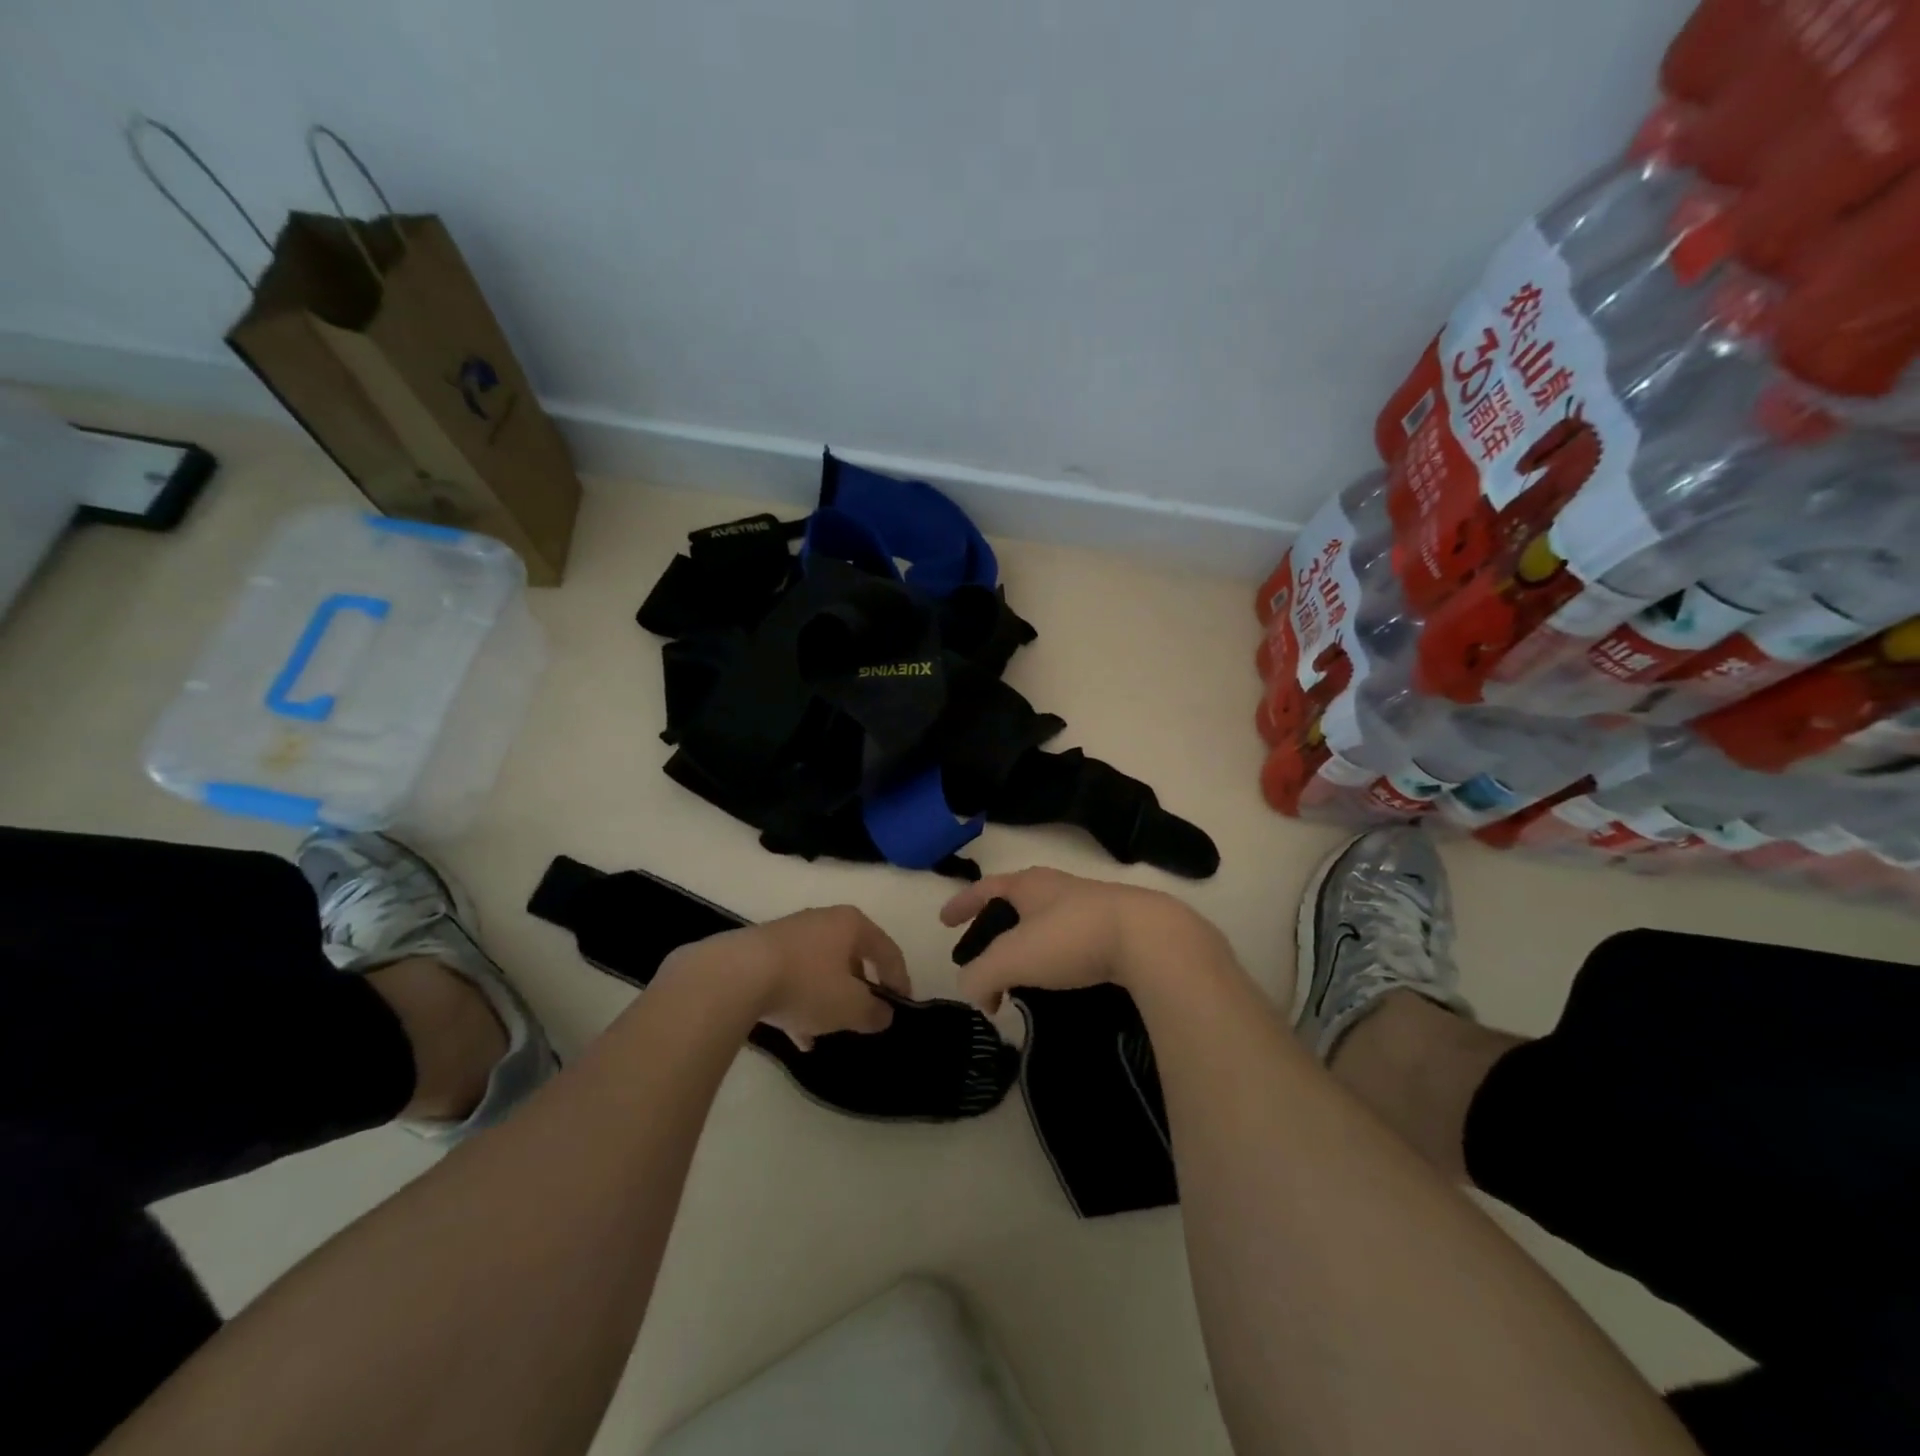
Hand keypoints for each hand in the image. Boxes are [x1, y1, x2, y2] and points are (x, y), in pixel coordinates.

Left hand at [663, 906, 909, 1050]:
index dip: (899, 980)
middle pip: (852, 957)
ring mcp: (790, 934)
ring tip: (828, 1032)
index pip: (887, 951)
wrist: (735, 975)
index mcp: (852, 924)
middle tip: (864, 1016)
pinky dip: (800, 1003)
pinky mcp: (762, 950)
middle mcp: (823, 920)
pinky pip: (792, 977)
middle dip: (859, 990)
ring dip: (827, 1000)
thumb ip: (873, 1012)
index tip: (902, 1006)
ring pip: (820, 970)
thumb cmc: (806, 984)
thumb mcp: (850, 1006)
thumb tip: (884, 1014)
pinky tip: (797, 1037)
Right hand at [939, 867, 1226, 1011]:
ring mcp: (1089, 906)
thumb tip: (974, 990)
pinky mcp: (1115, 928)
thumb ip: (980, 975)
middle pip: (1015, 905)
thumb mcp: (1012, 958)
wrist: (1148, 938)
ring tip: (1018, 976)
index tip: (944, 921)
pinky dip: (1054, 959)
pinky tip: (1058, 981)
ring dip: (1025, 947)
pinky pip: (1071, 941)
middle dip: (994, 929)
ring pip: (1044, 924)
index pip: (984, 889)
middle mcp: (1056, 888)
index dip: (962, 904)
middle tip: (982, 957)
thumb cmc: (1070, 937)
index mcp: (1028, 885)